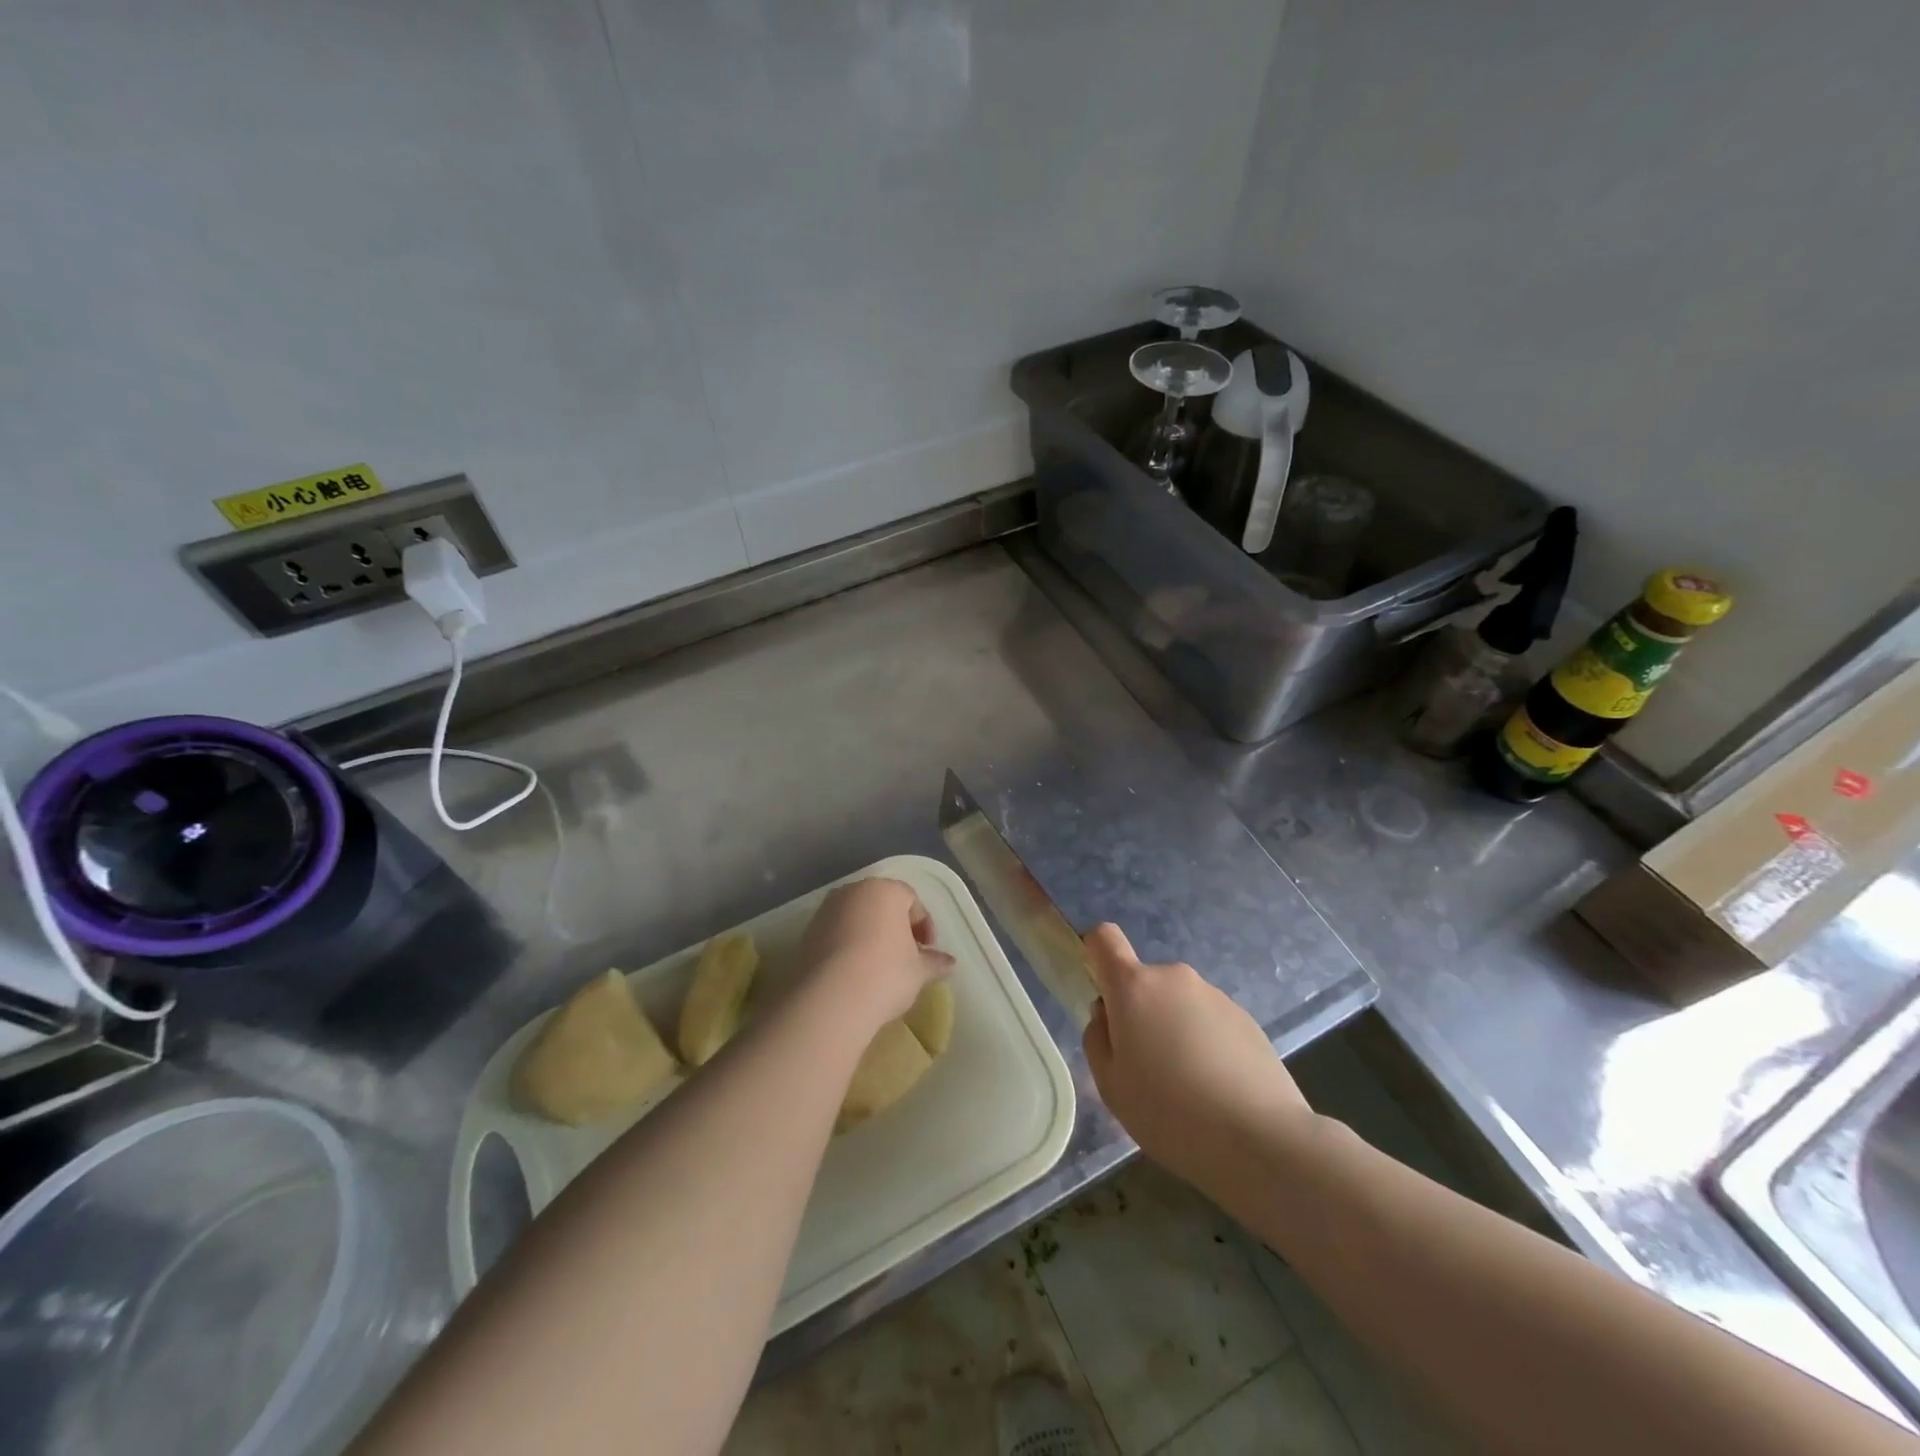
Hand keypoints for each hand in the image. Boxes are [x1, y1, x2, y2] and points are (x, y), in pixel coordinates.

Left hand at [798, 878, 953, 1031]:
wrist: (829, 999)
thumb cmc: (885, 974)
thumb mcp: (918, 971)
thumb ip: (934, 962)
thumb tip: (949, 963)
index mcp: (885, 891)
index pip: (911, 900)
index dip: (924, 926)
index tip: (928, 952)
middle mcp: (853, 892)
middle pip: (882, 905)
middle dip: (896, 928)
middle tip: (906, 957)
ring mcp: (826, 911)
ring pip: (856, 918)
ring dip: (870, 936)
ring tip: (879, 968)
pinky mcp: (806, 933)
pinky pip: (836, 934)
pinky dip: (848, 947)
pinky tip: (855, 974)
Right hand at [1081, 923, 1313, 1188]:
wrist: (1261, 1139)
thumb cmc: (1169, 1112)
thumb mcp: (1110, 1085)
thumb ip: (1097, 1038)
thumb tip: (1107, 1015)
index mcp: (1134, 987)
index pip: (1104, 938)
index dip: (1095, 953)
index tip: (1099, 991)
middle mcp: (1174, 978)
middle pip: (1143, 982)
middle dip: (1139, 1014)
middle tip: (1147, 1068)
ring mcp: (1214, 995)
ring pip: (1178, 1004)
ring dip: (1174, 1030)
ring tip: (1187, 1087)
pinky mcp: (1246, 1018)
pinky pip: (1209, 1022)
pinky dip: (1205, 1044)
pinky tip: (1217, 1089)